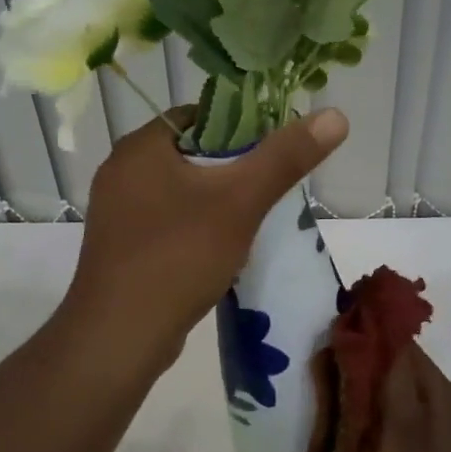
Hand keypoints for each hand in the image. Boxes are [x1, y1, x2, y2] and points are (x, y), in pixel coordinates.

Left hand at [65, 105, 348, 365]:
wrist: (119, 336)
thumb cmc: (178, 255)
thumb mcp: (240, 202)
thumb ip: (285, 158)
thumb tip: (335, 115)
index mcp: (140, 146)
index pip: (199, 115)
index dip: (240, 125)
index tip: (272, 149)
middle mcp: (121, 170)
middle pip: (190, 153)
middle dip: (230, 168)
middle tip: (266, 188)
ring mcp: (116, 211)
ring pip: (179, 189)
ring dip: (213, 200)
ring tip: (247, 220)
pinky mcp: (119, 245)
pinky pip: (165, 220)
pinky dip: (192, 226)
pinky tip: (216, 248)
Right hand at [231, 347, 450, 451]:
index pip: (408, 407)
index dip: (391, 358)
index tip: (365, 323)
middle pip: (441, 398)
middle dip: (409, 359)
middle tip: (364, 343)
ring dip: (418, 388)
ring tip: (369, 382)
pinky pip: (449, 450)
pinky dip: (423, 424)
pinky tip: (386, 445)